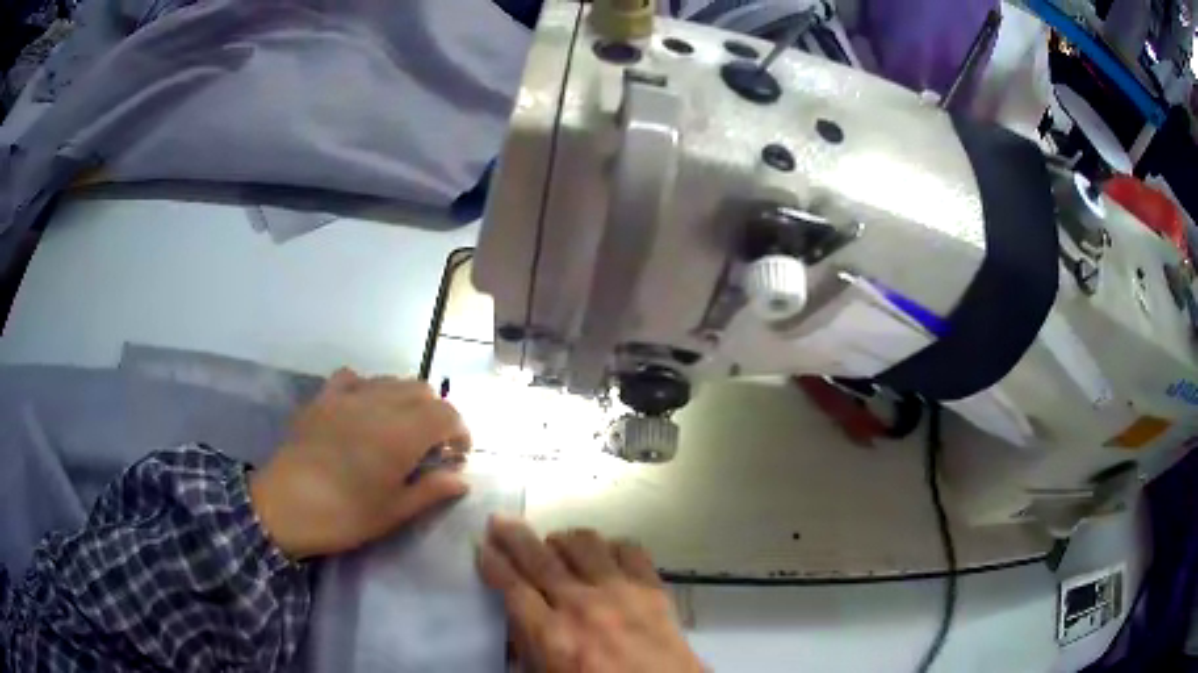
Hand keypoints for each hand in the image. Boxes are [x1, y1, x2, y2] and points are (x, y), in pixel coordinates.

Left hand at [250, 368, 470, 558]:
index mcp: (402, 433)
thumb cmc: (344, 515)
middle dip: (436, 415)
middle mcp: (379, 404)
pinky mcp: (323, 397)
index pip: (446, 414)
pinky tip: (364, 409)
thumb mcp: (393, 512)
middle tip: (431, 448)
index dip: (460, 431)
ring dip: (407, 401)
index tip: (457, 457)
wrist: (284, 505)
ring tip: (400, 430)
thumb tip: (461, 479)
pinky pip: (354, 377)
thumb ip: (431, 490)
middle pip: (423, 391)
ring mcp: (348, 396)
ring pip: (391, 381)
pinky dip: (368, 388)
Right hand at [478, 516, 703, 672]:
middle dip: (514, 536)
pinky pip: (629, 549)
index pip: (512, 586)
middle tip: (500, 520)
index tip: (483, 545)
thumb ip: (528, 647)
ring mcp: (621, 592)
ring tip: (554, 545)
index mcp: (551, 635)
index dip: (493, 562)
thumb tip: (516, 619)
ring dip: (563, 540)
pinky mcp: (653, 588)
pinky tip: (604, 554)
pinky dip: (611, 546)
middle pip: (540, 558)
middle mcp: (582, 605)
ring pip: (584, 544)